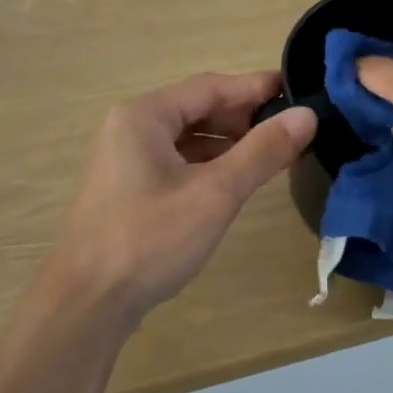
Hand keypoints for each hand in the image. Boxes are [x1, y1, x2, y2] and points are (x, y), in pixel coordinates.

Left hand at [38, 72, 316, 322]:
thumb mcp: (215, 193)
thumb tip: (306, 115)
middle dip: (245, 117)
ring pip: (188, 137)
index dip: (256, 88)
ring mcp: (126, 160)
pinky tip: (236, 179)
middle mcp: (131, 128)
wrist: (85, 304)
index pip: (211, 87)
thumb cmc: (149, 240)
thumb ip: (262, 151)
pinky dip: (209, 165)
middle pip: (198, 109)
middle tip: (292, 128)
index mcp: (144, 116)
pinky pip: (177, 162)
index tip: (299, 90)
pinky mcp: (129, 189)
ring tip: (274, 154)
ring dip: (230, 143)